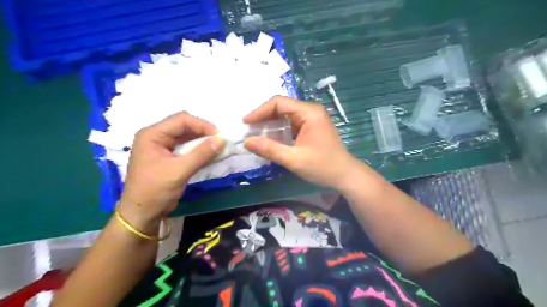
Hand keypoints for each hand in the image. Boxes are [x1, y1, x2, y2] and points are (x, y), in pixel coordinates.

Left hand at [121, 112, 224, 224]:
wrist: (142, 213)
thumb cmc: (155, 190)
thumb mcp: (179, 171)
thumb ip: (201, 154)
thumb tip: (221, 140)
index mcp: (152, 134)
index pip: (181, 120)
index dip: (201, 124)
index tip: (219, 135)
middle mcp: (156, 136)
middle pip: (184, 125)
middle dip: (202, 131)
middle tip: (219, 140)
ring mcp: (162, 146)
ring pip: (186, 135)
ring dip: (202, 139)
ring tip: (217, 145)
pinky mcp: (168, 156)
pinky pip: (186, 146)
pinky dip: (198, 148)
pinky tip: (209, 153)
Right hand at [244, 97, 359, 190]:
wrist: (345, 175)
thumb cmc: (322, 167)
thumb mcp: (294, 159)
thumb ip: (270, 149)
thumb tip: (247, 142)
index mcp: (309, 112)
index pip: (279, 103)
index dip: (260, 111)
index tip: (246, 122)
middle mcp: (311, 110)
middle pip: (282, 107)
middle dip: (264, 116)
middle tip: (248, 128)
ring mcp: (312, 118)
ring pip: (286, 115)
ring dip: (270, 123)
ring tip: (256, 133)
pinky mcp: (312, 127)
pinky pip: (291, 123)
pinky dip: (279, 129)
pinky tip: (270, 138)